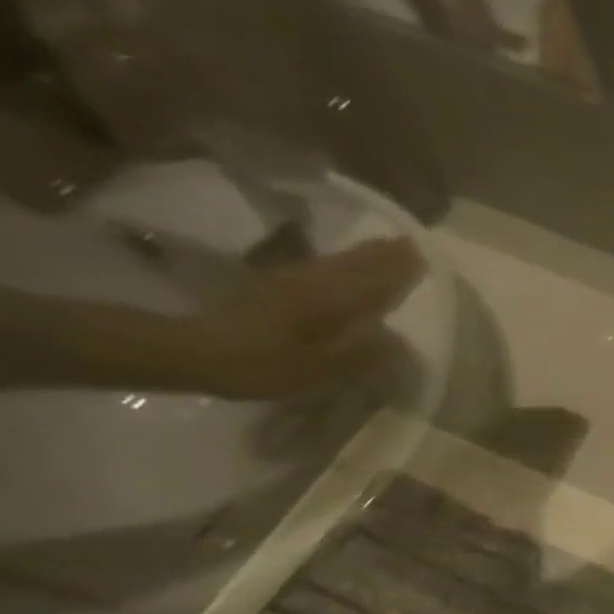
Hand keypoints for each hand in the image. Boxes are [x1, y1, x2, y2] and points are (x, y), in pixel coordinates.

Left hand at [171, 237, 424, 398]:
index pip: (374, 282)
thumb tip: (399, 341)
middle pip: (354, 265)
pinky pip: (317, 268)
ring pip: (335, 263)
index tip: (421, 256)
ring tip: (382, 248)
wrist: (191, 351)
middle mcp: (314, 284)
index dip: (398, 271)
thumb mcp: (321, 369)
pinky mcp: (270, 287)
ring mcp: (289, 281)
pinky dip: (336, 264)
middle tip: (407, 244)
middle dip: (382, 255)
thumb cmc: (263, 364)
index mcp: (331, 301)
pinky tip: (339, 265)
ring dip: (361, 255)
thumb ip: (363, 354)